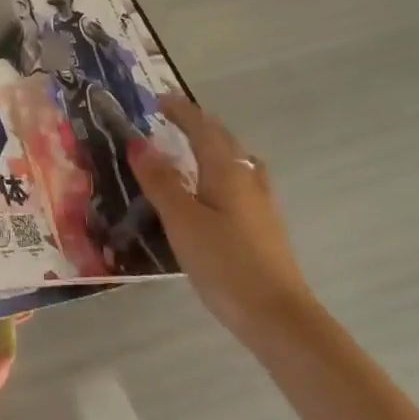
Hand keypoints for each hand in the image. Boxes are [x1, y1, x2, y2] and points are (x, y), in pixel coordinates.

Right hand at [130, 94, 315, 347]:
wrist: (280, 320)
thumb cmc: (225, 263)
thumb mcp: (182, 220)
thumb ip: (160, 180)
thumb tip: (138, 142)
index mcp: (226, 170)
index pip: (202, 128)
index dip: (181, 111)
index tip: (159, 99)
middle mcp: (247, 180)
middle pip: (224, 141)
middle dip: (198, 125)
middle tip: (172, 121)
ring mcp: (261, 206)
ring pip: (237, 163)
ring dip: (214, 149)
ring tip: (193, 153)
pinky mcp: (264, 230)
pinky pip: (240, 185)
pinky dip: (221, 175)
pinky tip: (212, 196)